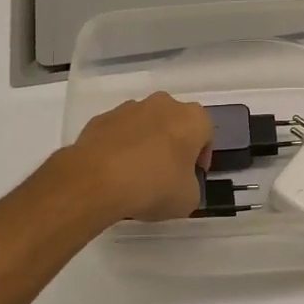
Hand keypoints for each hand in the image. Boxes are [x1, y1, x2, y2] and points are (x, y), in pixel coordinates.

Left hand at [66, 93, 212, 222]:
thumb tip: (180, 185)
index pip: (206, 134)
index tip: (193, 176)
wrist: (97, 181)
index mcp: (191, 118)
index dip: (201, 158)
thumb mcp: (188, 199)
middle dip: (173, 145)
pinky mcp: (101, 119)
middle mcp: (163, 104)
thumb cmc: (154, 186)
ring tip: (137, 175)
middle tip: (167, 174)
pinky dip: (120, 147)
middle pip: (175, 124)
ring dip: (146, 144)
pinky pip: (119, 133)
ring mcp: (129, 108)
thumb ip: (191, 186)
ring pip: (145, 125)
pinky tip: (115, 172)